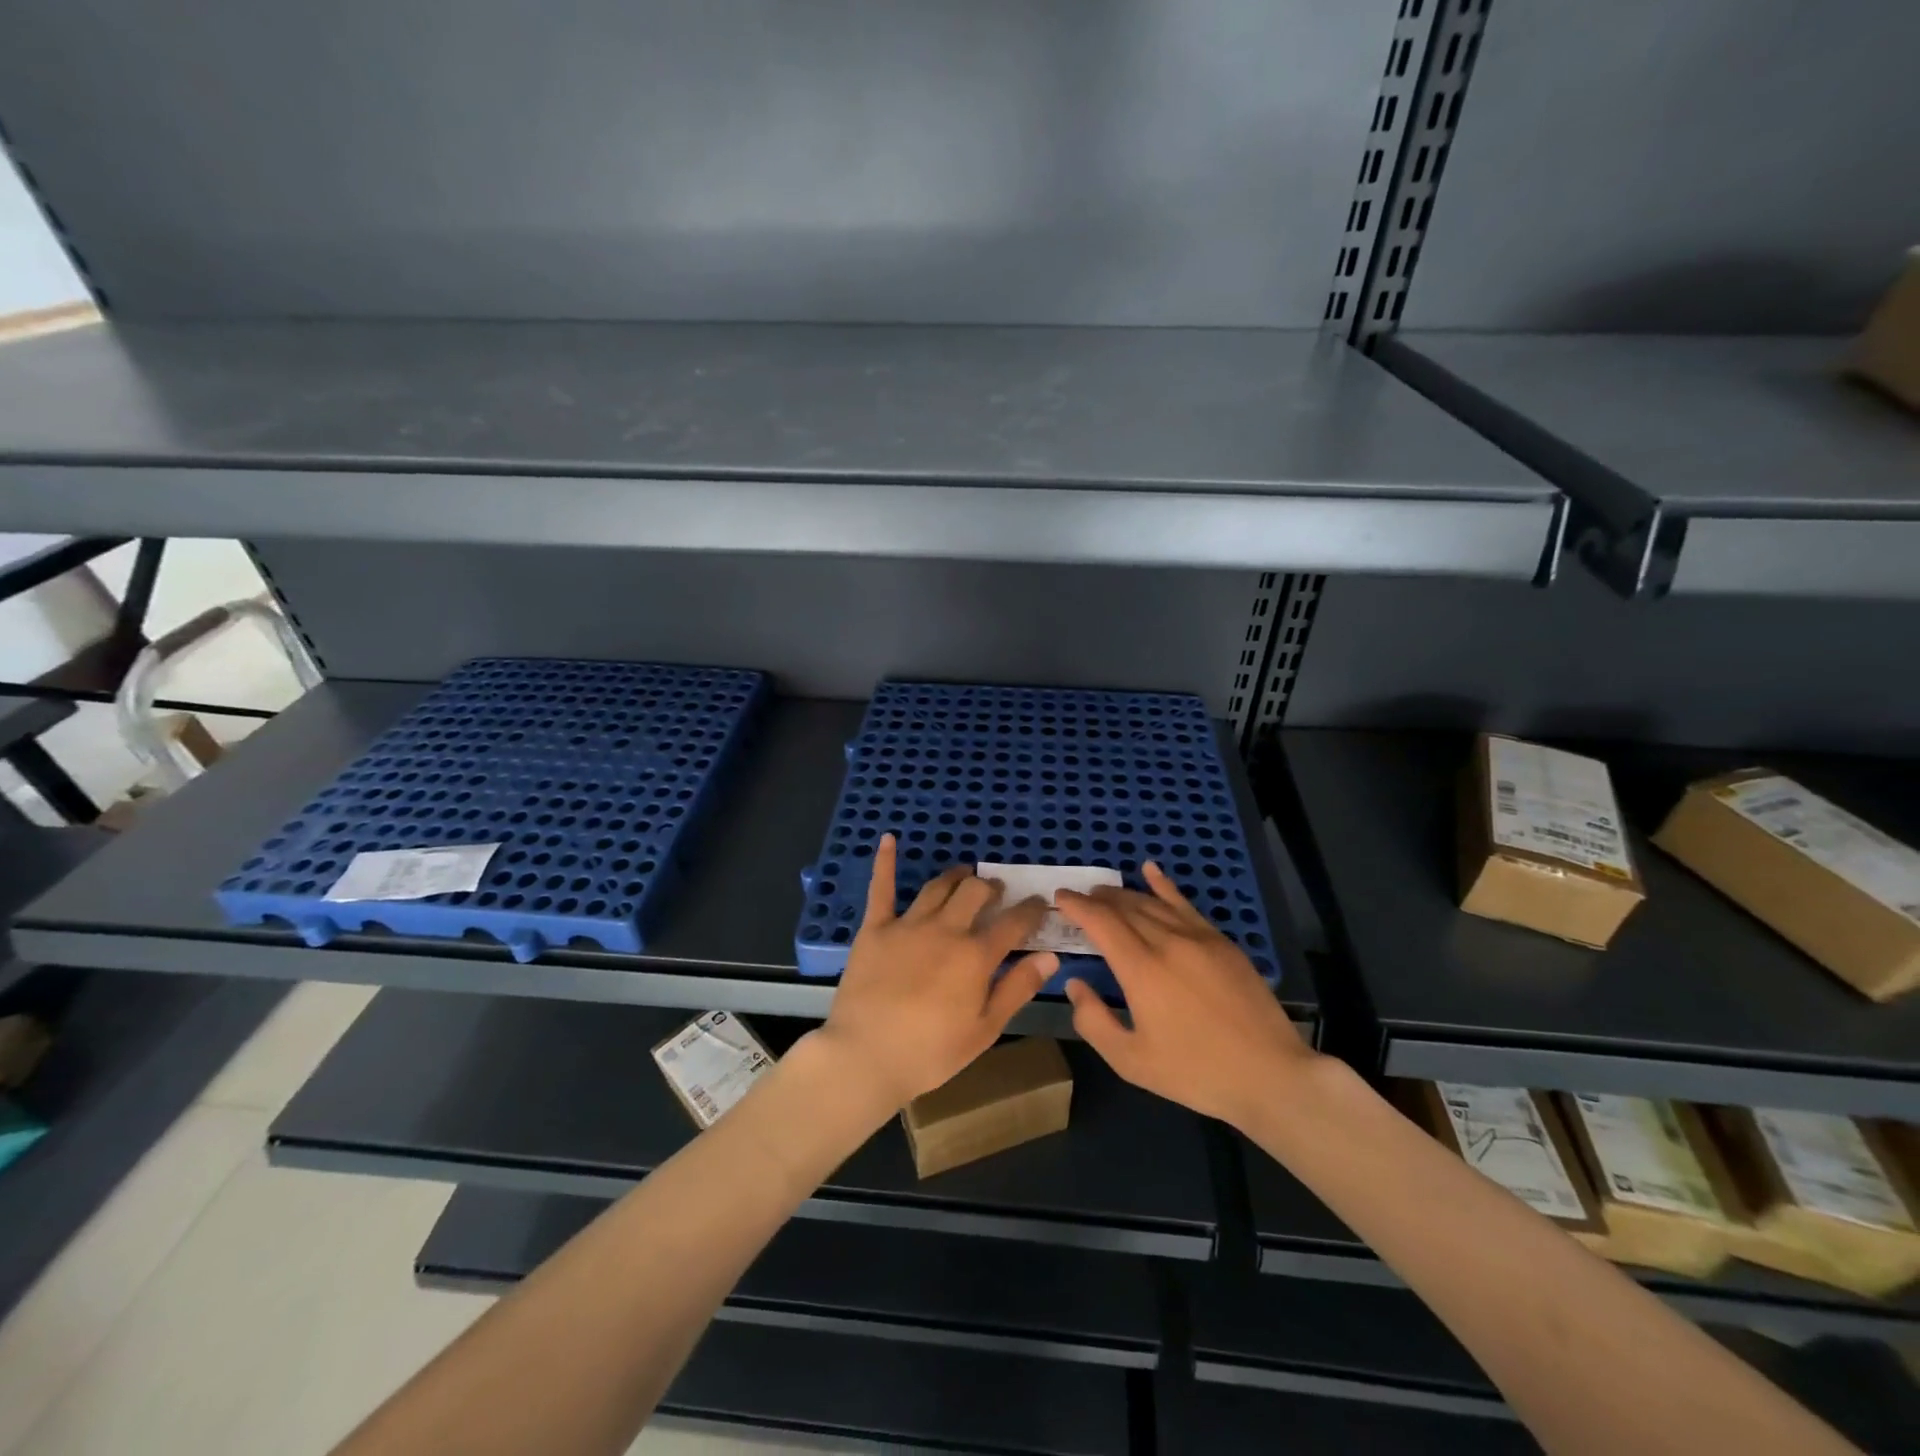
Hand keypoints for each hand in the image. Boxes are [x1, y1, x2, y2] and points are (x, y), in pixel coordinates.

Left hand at [811, 834, 1055, 1109]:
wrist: (866, 1055)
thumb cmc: (930, 1052)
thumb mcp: (985, 1029)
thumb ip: (1017, 988)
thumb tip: (1050, 956)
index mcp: (975, 956)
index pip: (1013, 923)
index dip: (1031, 910)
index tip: (1039, 904)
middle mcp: (946, 930)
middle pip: (975, 892)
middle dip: (991, 888)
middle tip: (996, 893)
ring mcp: (908, 925)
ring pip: (938, 887)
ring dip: (956, 877)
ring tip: (965, 874)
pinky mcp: (876, 928)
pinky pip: (882, 889)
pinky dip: (885, 862)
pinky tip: (888, 839)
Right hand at [1056, 862, 1317, 1127]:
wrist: (1270, 1074)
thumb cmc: (1196, 1073)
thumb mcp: (1131, 1061)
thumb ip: (1094, 1021)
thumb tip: (1075, 984)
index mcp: (1141, 969)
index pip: (1101, 922)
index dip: (1077, 906)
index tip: (1059, 898)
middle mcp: (1167, 942)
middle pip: (1124, 907)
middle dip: (1096, 899)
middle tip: (1078, 899)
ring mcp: (1198, 938)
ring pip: (1152, 903)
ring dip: (1123, 894)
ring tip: (1104, 892)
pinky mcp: (1221, 942)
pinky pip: (1185, 904)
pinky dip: (1164, 885)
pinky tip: (1150, 870)